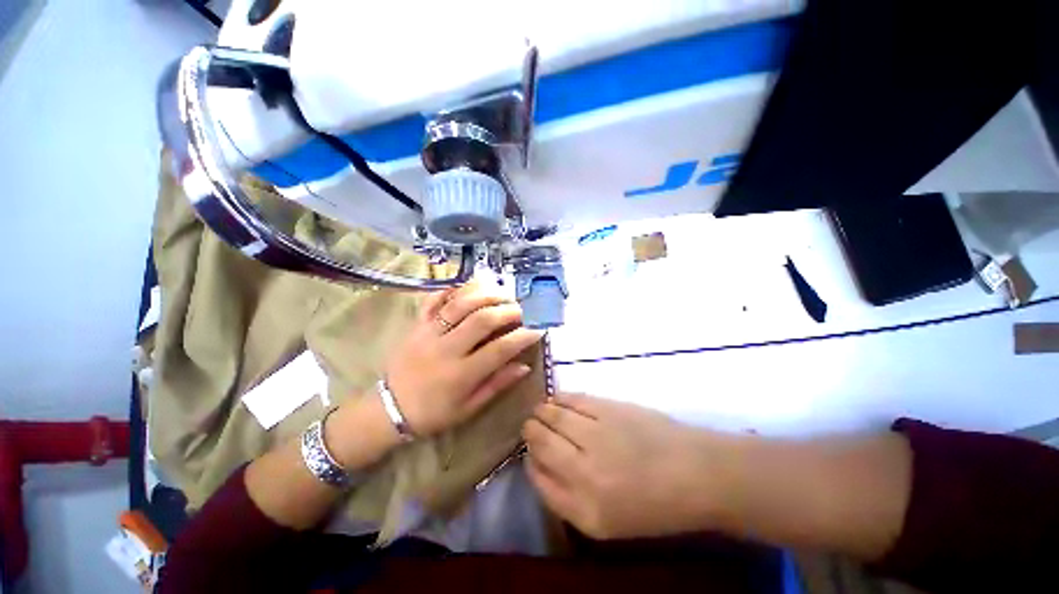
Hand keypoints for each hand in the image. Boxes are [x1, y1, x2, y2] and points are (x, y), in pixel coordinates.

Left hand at [385, 281, 542, 436]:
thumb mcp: (468, 408)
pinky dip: (452, 289)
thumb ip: (497, 385)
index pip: (499, 349)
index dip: (522, 337)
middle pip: (482, 320)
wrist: (388, 408)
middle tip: (522, 308)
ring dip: (485, 294)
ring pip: (460, 304)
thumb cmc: (433, 413)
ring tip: (502, 293)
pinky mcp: (416, 324)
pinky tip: (470, 287)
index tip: (538, 329)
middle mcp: (446, 349)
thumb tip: (524, 366)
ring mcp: (429, 333)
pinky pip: (434, 300)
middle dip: (507, 310)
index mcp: (461, 374)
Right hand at [523, 394, 734, 539]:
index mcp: (584, 511)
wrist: (696, 474)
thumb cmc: (653, 505)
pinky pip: (572, 399)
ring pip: (552, 415)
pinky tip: (556, 399)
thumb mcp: (606, 522)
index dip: (529, 461)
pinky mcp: (608, 408)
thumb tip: (537, 462)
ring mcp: (596, 435)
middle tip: (531, 426)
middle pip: (540, 441)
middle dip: (530, 432)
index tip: (529, 453)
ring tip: (541, 411)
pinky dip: (559, 398)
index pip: (538, 480)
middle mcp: (584, 472)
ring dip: (541, 412)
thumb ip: (566, 497)